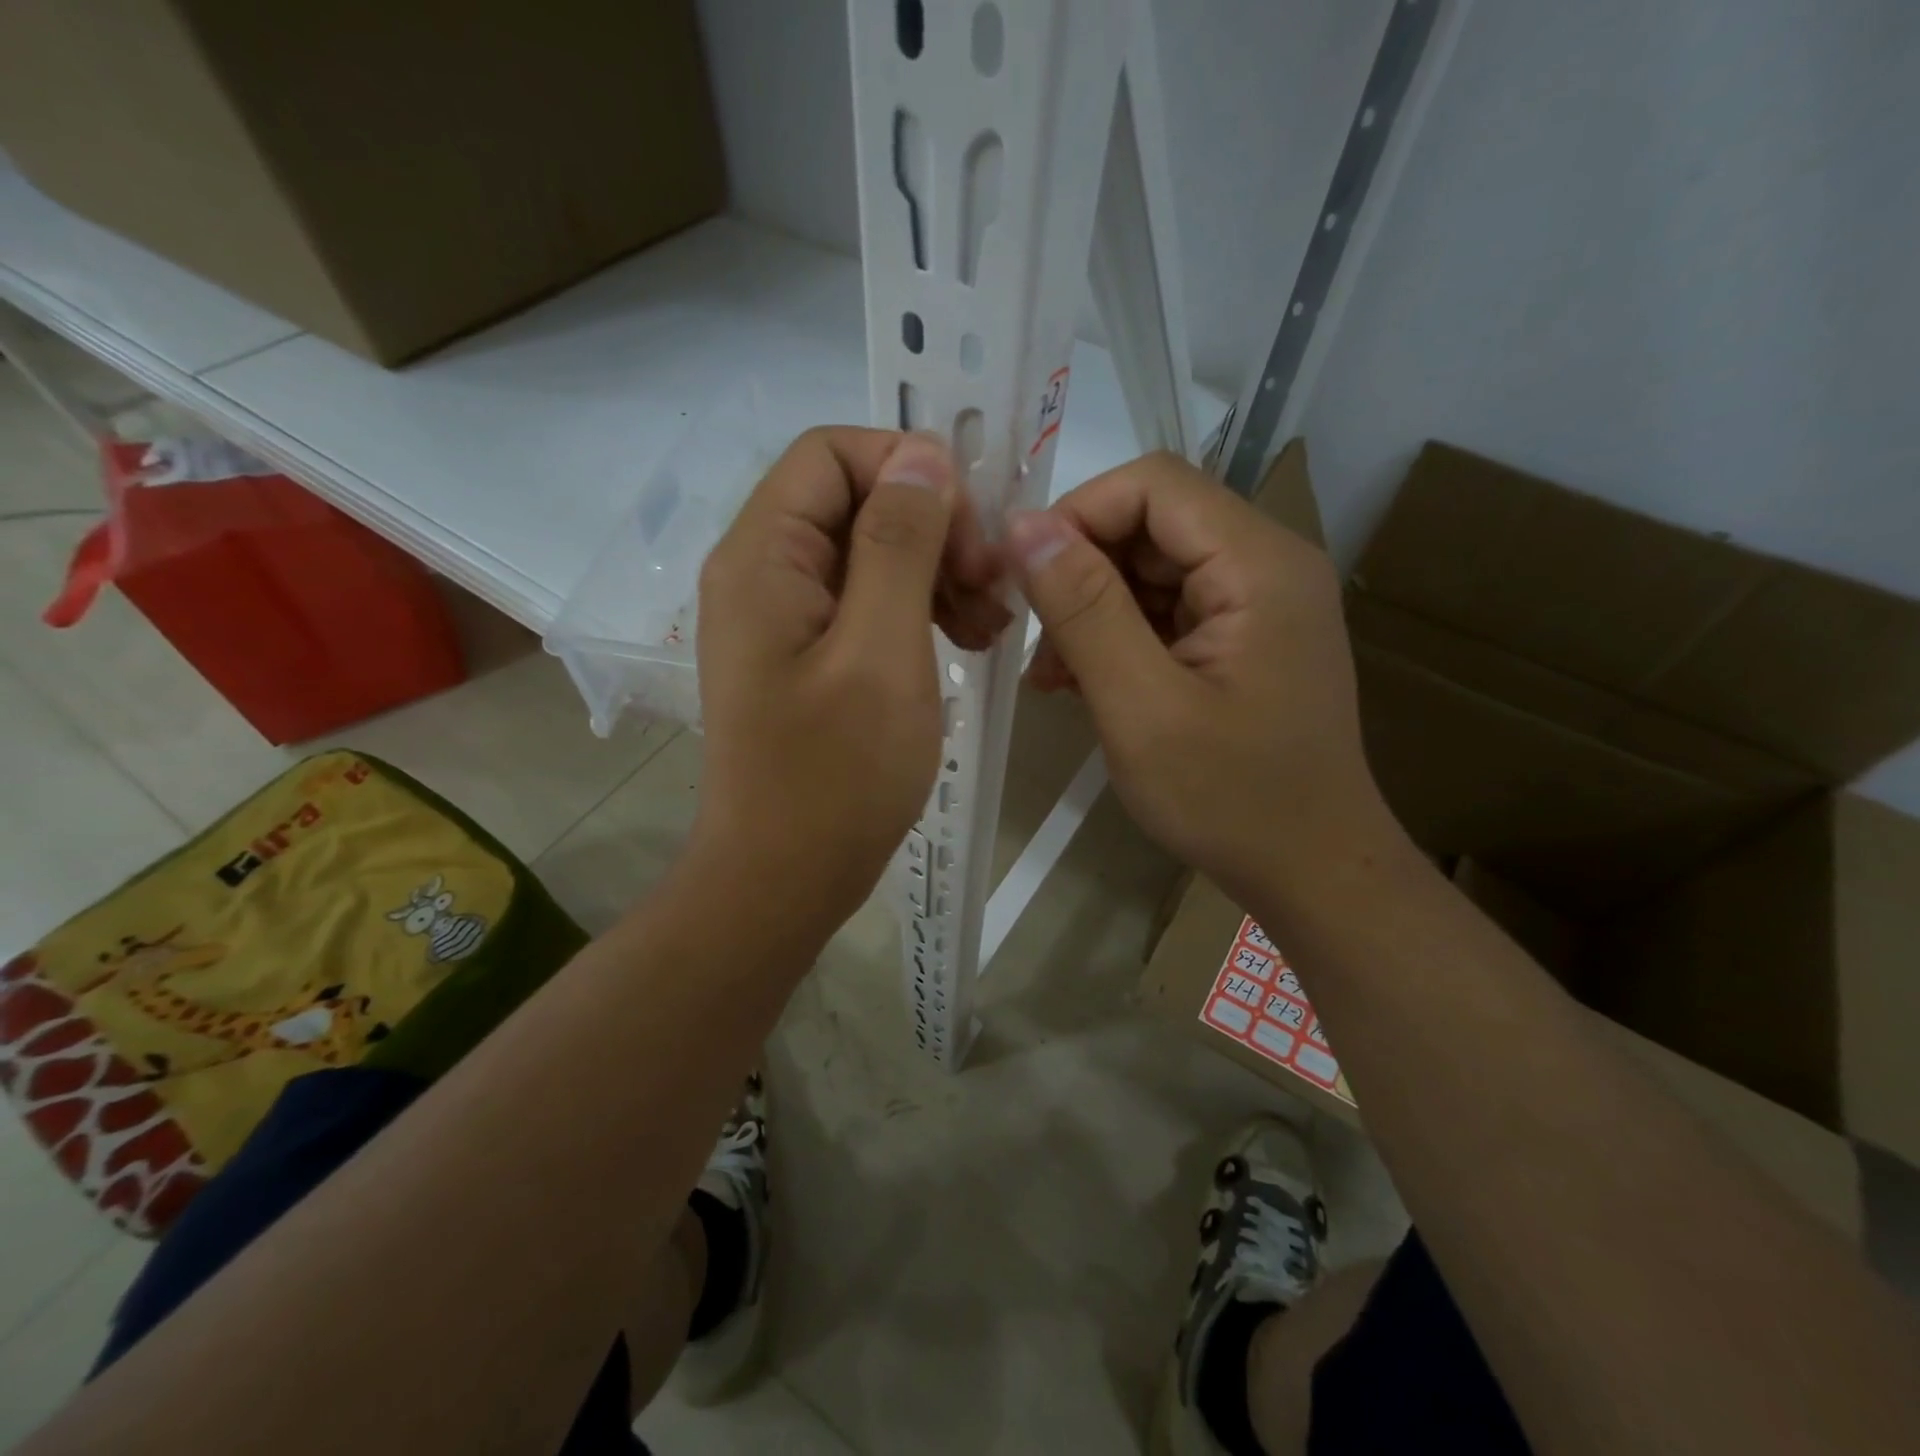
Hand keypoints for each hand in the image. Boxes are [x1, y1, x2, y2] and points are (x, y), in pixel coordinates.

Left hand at [692, 428, 1006, 928]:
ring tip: (990, 623)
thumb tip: (922, 455)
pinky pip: (867, 604)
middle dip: (933, 528)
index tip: (971, 534)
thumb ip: (900, 543)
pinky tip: (965, 642)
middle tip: (992, 585)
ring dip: (935, 572)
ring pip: (869, 553)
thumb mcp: (882, 651)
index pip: (833, 454)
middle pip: (854, 500)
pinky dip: (919, 611)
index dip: (909, 470)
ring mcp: (783, 617)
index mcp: (764, 556)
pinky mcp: (806, 655)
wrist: (784, 878)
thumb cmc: (835, 774)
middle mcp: (762, 572)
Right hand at [1008, 451, 1392, 904]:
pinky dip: (1118, 638)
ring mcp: (1257, 604)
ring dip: (1092, 611)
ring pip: (1151, 569)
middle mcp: (1267, 565)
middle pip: (1152, 524)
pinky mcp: (1242, 639)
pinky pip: (1166, 610)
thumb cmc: (1230, 799)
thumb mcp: (1141, 706)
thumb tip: (1024, 527)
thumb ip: (1083, 610)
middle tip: (1032, 641)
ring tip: (1054, 677)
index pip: (1153, 484)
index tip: (1022, 577)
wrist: (1311, 871)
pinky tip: (1085, 685)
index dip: (1077, 515)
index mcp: (1258, 564)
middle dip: (1080, 572)